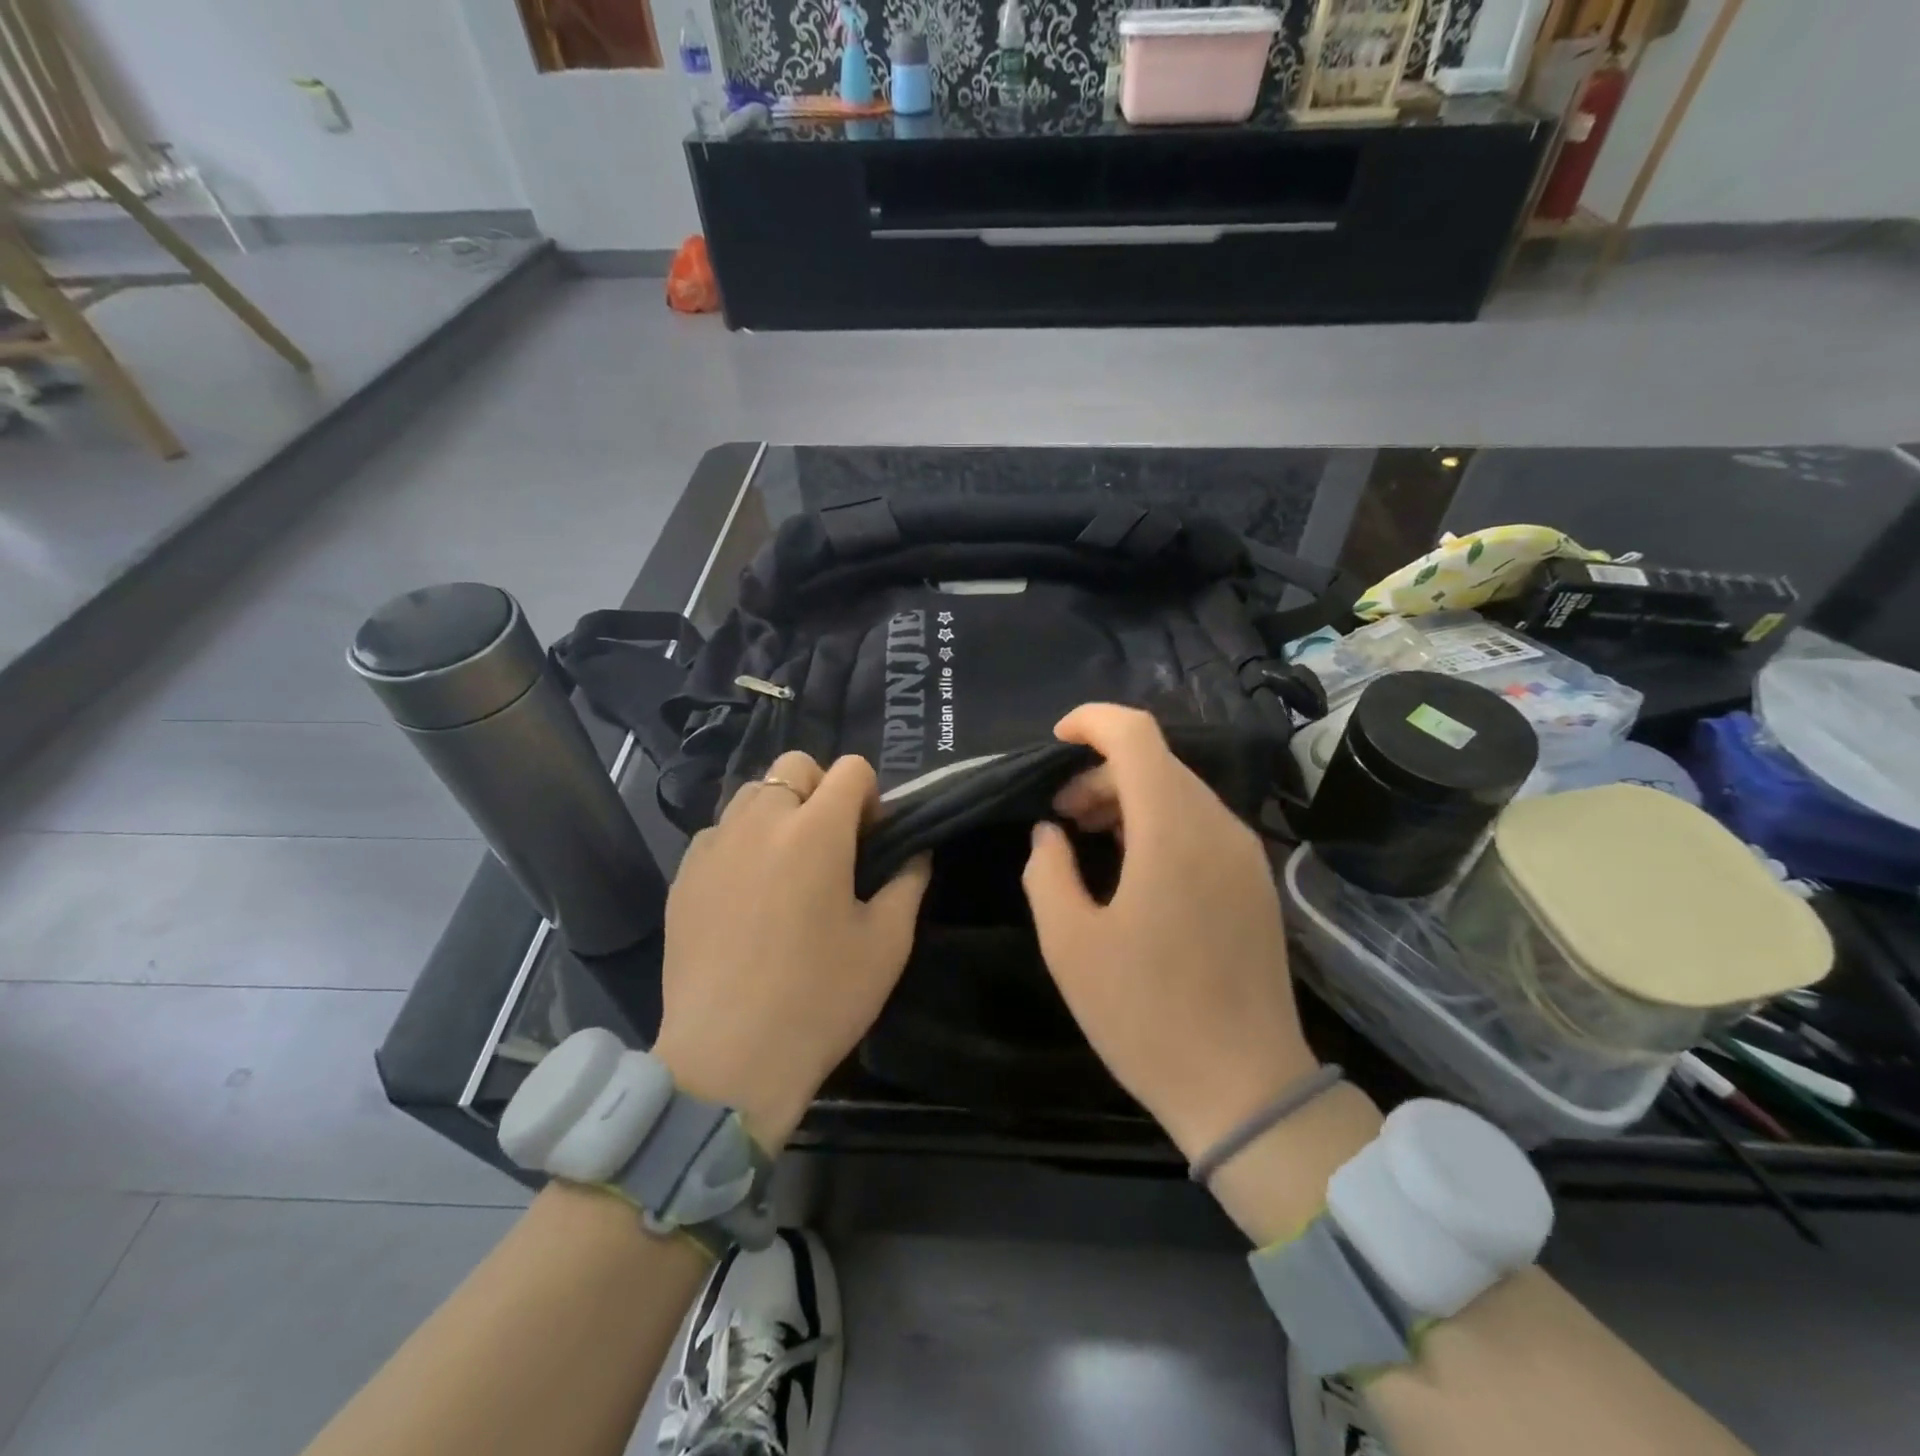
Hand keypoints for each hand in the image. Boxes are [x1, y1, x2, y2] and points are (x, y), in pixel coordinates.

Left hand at [652, 751, 929, 1149]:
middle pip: (794, 765)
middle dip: (821, 789)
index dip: (870, 795)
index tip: (872, 838)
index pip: (850, 769)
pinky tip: (747, 895)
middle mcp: (760, 822)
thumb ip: (908, 882)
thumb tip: (914, 853)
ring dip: (779, 811)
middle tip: (832, 845)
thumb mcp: (886, 943)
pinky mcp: (683, 876)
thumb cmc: (820, 998)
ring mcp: (713, 846)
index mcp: (816, 831)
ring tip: (787, 866)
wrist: (728, 1059)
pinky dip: (741, 843)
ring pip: (751, 794)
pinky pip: (718, 833)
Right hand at [1021, 706, 1319, 1159]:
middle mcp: (1218, 828)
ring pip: (1179, 793)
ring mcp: (1244, 855)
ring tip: (1087, 839)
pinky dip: (1157, 824)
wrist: (1246, 1088)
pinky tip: (1131, 867)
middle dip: (1099, 773)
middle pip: (1156, 763)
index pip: (1136, 735)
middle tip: (1059, 817)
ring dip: (1127, 799)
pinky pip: (1199, 826)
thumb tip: (1051, 833)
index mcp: (1172, 831)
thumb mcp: (1070, 945)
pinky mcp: (1254, 884)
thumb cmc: (1147, 1016)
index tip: (1054, 743)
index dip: (1091, 722)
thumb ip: (1047, 871)